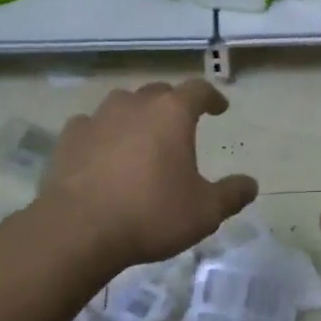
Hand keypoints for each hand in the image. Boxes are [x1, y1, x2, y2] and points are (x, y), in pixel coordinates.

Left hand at [42, 79, 257, 268]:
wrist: (79, 230)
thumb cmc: (151, 214)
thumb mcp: (205, 212)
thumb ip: (231, 195)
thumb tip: (250, 185)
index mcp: (172, 113)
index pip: (198, 90)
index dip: (212, 97)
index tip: (219, 108)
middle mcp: (135, 105)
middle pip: (159, 92)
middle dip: (172, 104)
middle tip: (180, 124)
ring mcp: (98, 118)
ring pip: (122, 103)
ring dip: (136, 114)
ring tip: (141, 135)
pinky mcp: (69, 138)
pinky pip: (91, 125)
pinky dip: (101, 133)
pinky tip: (102, 151)